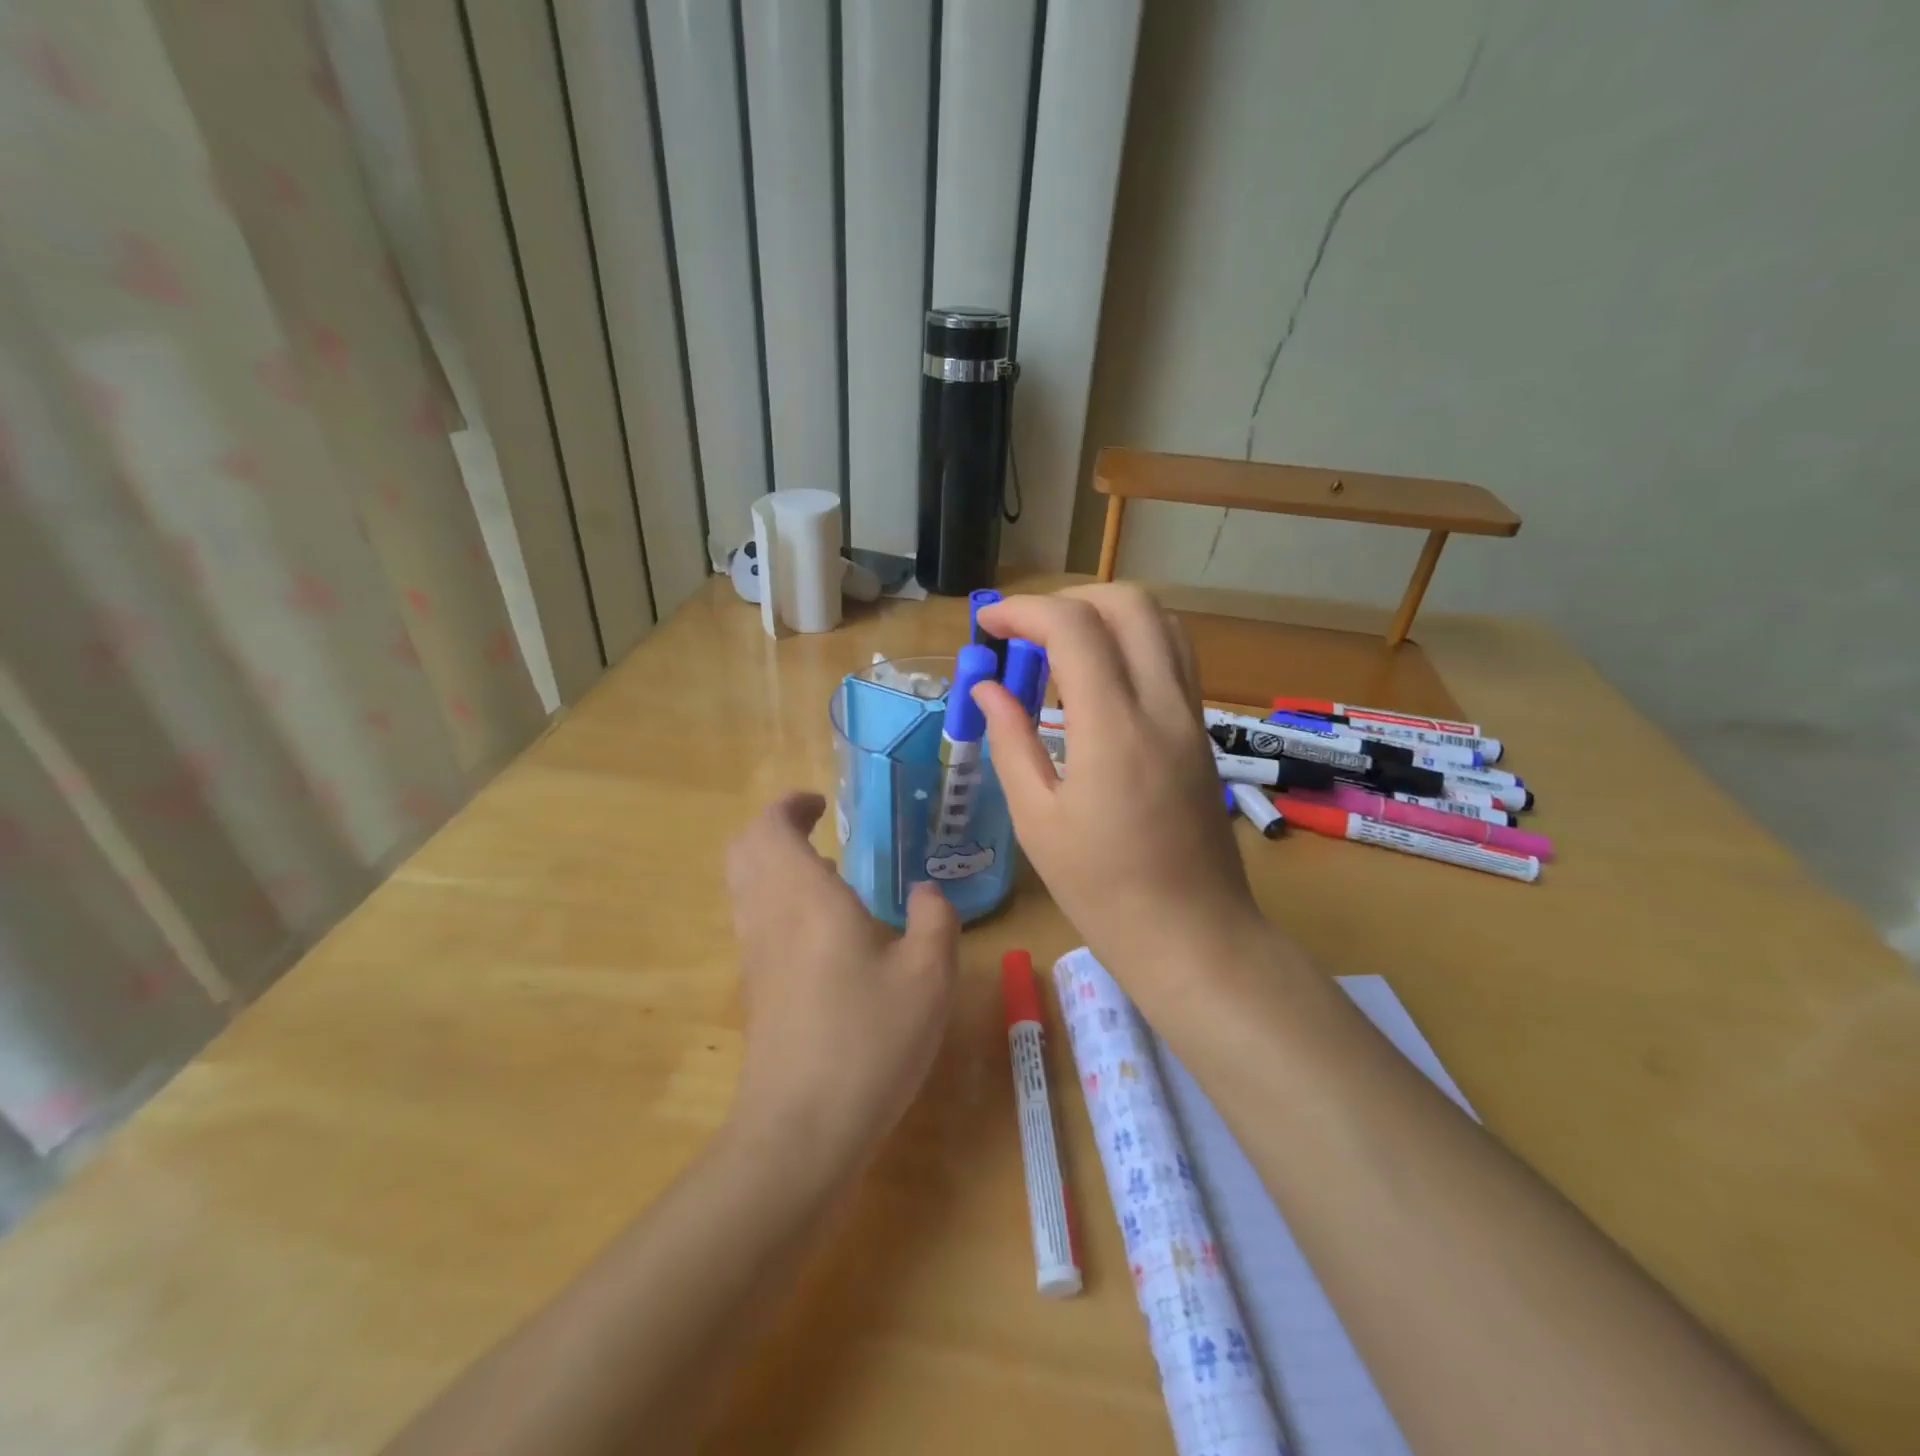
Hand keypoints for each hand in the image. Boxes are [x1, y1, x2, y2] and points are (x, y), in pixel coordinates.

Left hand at [723, 793, 958, 1169]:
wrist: (801, 1130)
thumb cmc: (869, 1041)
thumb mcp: (928, 977)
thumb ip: (934, 920)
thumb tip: (926, 892)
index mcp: (805, 897)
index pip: (770, 826)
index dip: (790, 805)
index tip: (822, 803)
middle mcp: (768, 915)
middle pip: (744, 850)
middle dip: (775, 829)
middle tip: (819, 830)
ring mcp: (754, 954)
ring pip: (744, 885)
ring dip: (776, 865)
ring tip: (829, 876)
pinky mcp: (754, 988)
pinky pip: (754, 919)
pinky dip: (778, 901)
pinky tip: (826, 932)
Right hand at [972, 585, 1266, 996]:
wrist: (1194, 935)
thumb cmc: (1103, 891)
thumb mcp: (1037, 821)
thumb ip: (1010, 742)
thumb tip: (988, 689)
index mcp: (1114, 730)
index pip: (1073, 629)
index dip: (1023, 611)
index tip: (987, 625)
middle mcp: (1162, 706)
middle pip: (1128, 603)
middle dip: (1068, 600)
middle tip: (1025, 634)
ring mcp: (1191, 716)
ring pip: (1160, 622)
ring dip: (1105, 616)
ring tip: (1060, 651)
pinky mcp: (1201, 732)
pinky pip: (1173, 658)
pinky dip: (1132, 643)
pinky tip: (1098, 681)